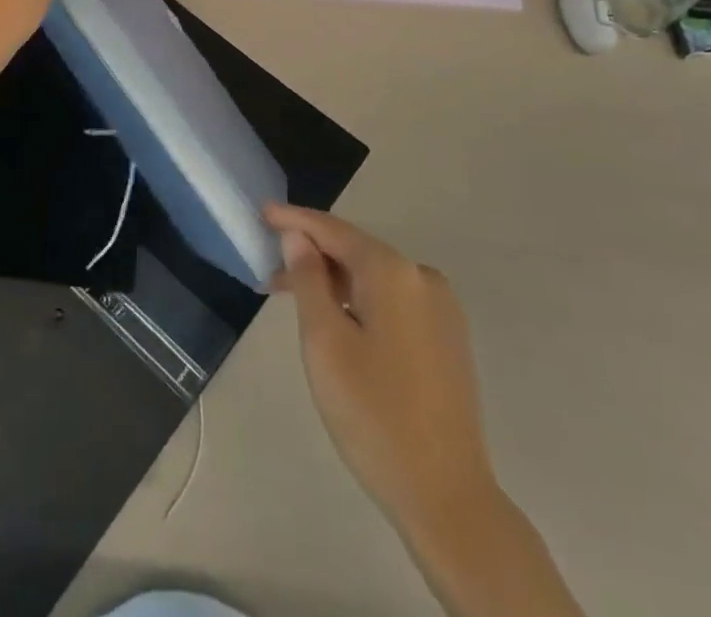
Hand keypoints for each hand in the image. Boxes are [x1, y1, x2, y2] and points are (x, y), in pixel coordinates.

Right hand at [267, 204, 495, 530]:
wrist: (448, 498)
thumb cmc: (374, 414)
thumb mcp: (324, 342)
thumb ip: (308, 280)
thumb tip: (297, 237)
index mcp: (393, 272)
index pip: (333, 230)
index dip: (295, 220)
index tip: (262, 212)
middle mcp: (422, 278)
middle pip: (355, 252)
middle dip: (312, 257)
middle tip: (270, 274)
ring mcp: (442, 309)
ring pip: (374, 278)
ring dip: (334, 283)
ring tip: (297, 302)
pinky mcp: (448, 338)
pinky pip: (393, 301)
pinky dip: (361, 302)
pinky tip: (339, 322)